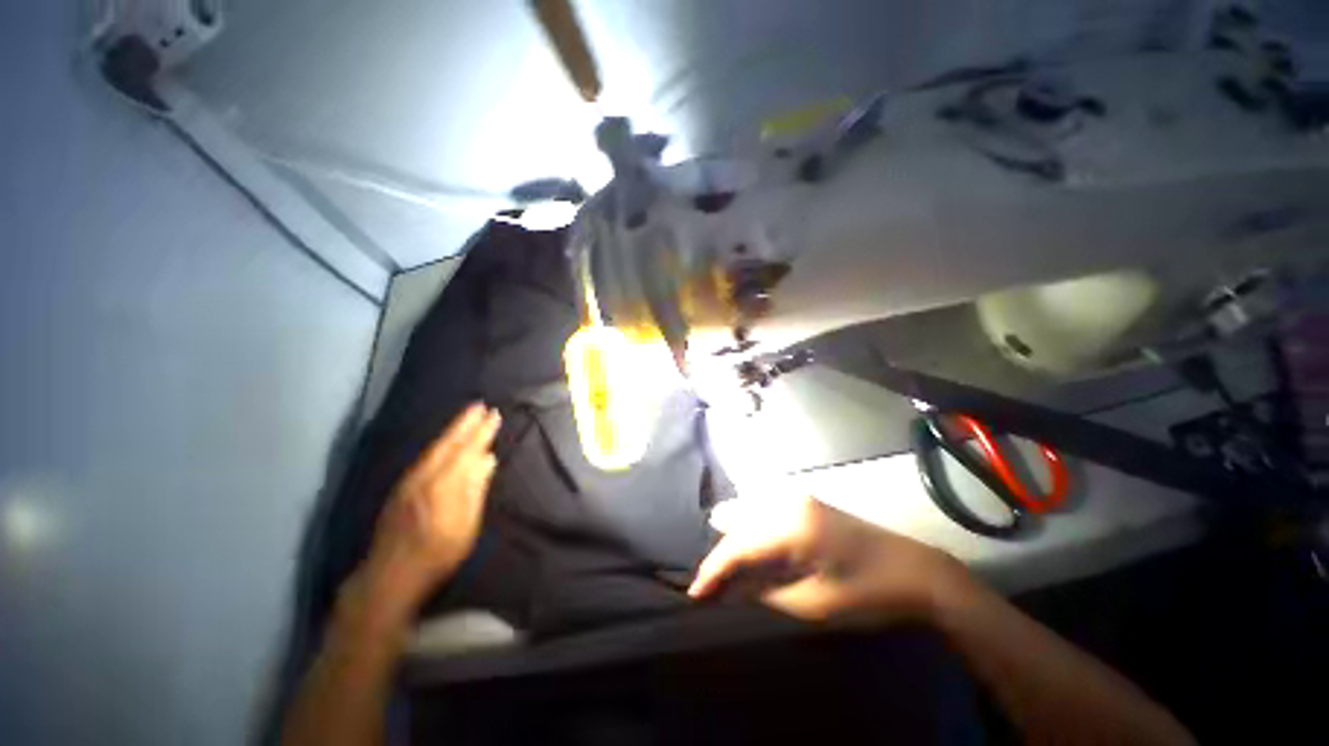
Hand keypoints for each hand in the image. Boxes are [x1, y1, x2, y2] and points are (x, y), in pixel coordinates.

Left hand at [359, 403, 501, 618]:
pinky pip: (425, 457)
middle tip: (479, 405)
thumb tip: (487, 459)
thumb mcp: (466, 525)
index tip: (494, 415)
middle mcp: (424, 476)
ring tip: (466, 417)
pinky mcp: (401, 488)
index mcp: (444, 484)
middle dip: (465, 423)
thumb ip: (475, 489)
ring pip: (434, 448)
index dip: (482, 432)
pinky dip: (439, 444)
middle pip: (448, 443)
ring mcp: (409, 481)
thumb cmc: (438, 554)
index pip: (467, 450)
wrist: (390, 575)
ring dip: (452, 430)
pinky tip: (444, 444)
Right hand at [689, 497, 967, 624]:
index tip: (695, 594)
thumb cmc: (867, 593)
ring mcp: (796, 497)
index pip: (737, 546)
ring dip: (733, 539)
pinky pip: (763, 510)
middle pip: (737, 523)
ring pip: (747, 512)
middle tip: (710, 584)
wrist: (916, 571)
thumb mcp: (814, 603)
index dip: (712, 570)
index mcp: (790, 526)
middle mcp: (786, 502)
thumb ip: (764, 592)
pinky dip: (749, 529)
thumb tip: (728, 589)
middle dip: (720, 553)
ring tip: (723, 569)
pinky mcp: (804, 501)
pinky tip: (746, 547)